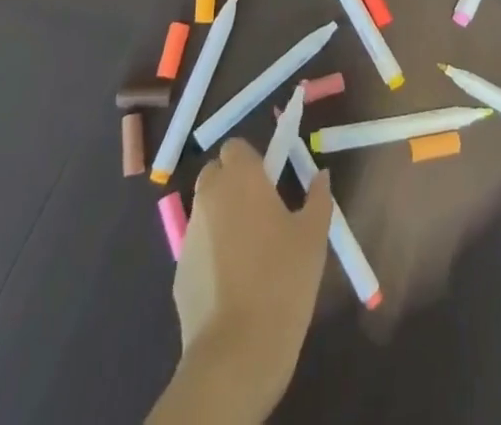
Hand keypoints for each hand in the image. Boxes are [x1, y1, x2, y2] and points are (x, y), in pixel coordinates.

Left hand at [171, 139, 333, 412]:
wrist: (236, 352)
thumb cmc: (282, 280)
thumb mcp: (314, 236)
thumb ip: (318, 198)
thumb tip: (321, 176)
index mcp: (241, 179)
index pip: (236, 147)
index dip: (252, 160)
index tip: (271, 181)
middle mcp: (210, 197)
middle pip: (215, 174)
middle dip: (233, 184)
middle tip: (262, 211)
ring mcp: (190, 235)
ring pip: (206, 210)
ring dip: (222, 217)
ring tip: (250, 251)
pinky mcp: (179, 271)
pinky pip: (198, 246)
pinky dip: (212, 252)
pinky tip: (233, 282)